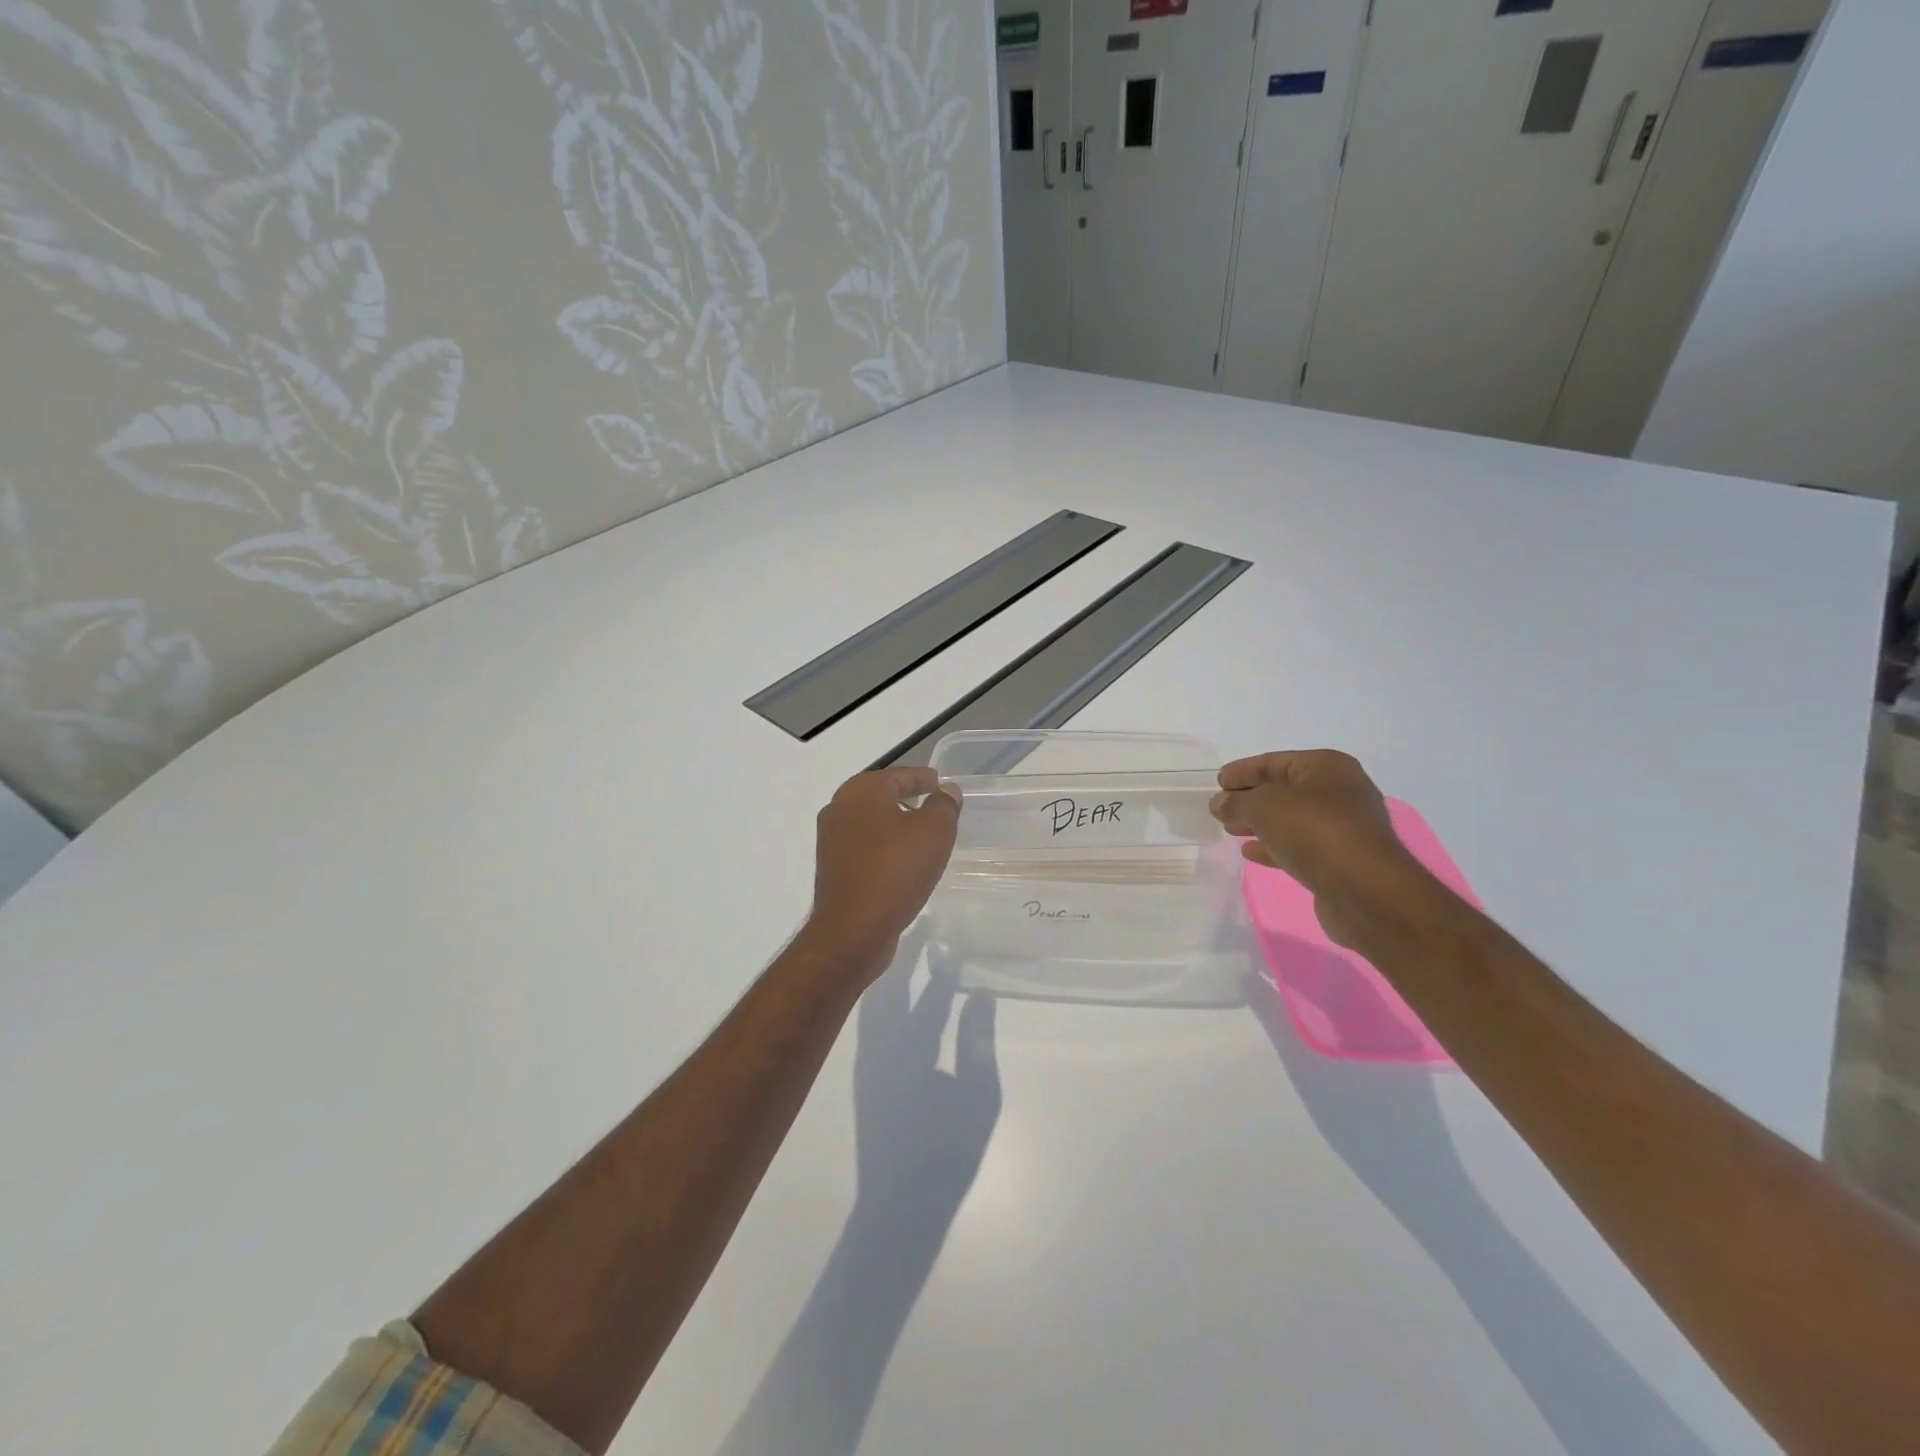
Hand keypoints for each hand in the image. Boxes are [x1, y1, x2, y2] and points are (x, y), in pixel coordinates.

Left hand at [801, 767, 961, 978]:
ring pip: (871, 822)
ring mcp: (832, 839)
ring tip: (923, 836)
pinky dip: (884, 847)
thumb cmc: (895, 870)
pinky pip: (865, 847)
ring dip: (895, 825)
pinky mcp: (833, 868)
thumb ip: (943, 805)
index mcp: (862, 791)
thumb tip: (947, 790)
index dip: (923, 778)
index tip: (940, 783)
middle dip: (907, 798)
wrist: (852, 929)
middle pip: (881, 795)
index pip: (899, 775)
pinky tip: (902, 862)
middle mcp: (840, 808)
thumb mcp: (934, 832)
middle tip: (934, 806)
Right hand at [1210, 750, 1424, 946]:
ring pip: (1291, 819)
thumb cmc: (1315, 833)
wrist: (1366, 892)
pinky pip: (1300, 845)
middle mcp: (1340, 792)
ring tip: (1230, 830)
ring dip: (1260, 823)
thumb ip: (1236, 802)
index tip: (1217, 782)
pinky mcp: (1342, 859)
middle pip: (1284, 789)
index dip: (1243, 771)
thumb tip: (1220, 803)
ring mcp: (1344, 827)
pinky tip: (1251, 853)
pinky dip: (1275, 846)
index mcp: (1327, 767)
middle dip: (1250, 798)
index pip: (1274, 762)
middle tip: (1221, 808)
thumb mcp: (1263, 807)